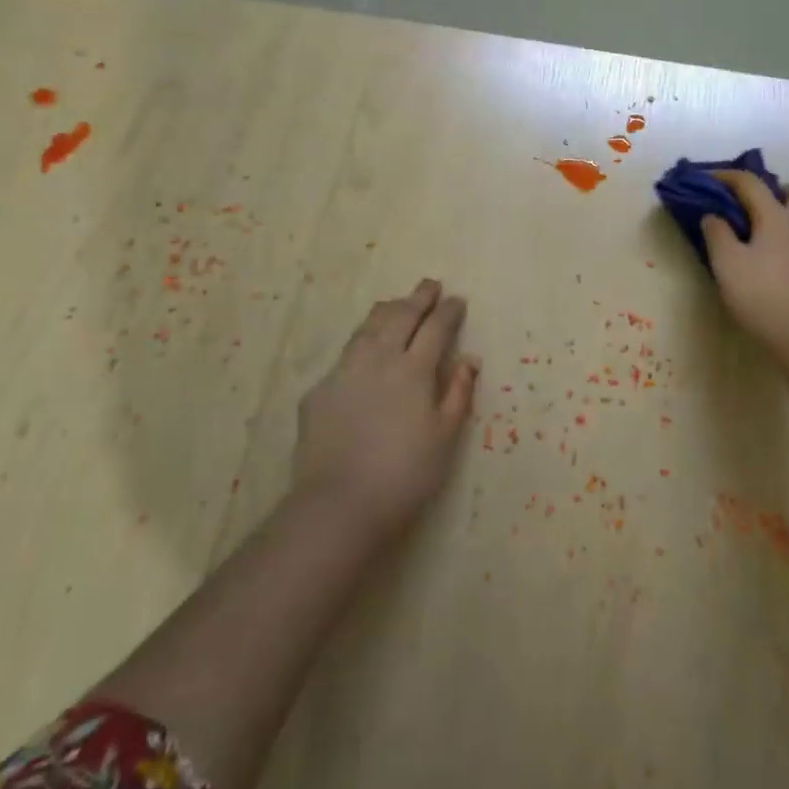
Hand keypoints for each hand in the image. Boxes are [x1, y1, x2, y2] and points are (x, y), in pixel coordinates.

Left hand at [293, 279, 479, 542]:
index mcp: (413, 370)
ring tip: (396, 303)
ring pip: (367, 328)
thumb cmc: (405, 475)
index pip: (435, 328)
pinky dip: (361, 341)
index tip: (457, 300)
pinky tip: (363, 348)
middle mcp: (379, 360)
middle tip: (430, 284)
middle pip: (400, 317)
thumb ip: (458, 394)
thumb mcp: (445, 438)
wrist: (339, 504)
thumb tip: (469, 360)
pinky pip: (345, 354)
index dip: (448, 311)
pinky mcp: (319, 391)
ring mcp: (344, 372)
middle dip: (418, 298)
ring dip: (387, 311)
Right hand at [703, 172, 788, 361]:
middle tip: (757, 207)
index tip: (710, 178)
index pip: (752, 184)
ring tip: (774, 236)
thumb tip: (713, 215)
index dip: (729, 177)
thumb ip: (717, 234)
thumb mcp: (726, 264)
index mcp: (777, 218)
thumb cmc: (760, 296)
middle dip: (778, 191)